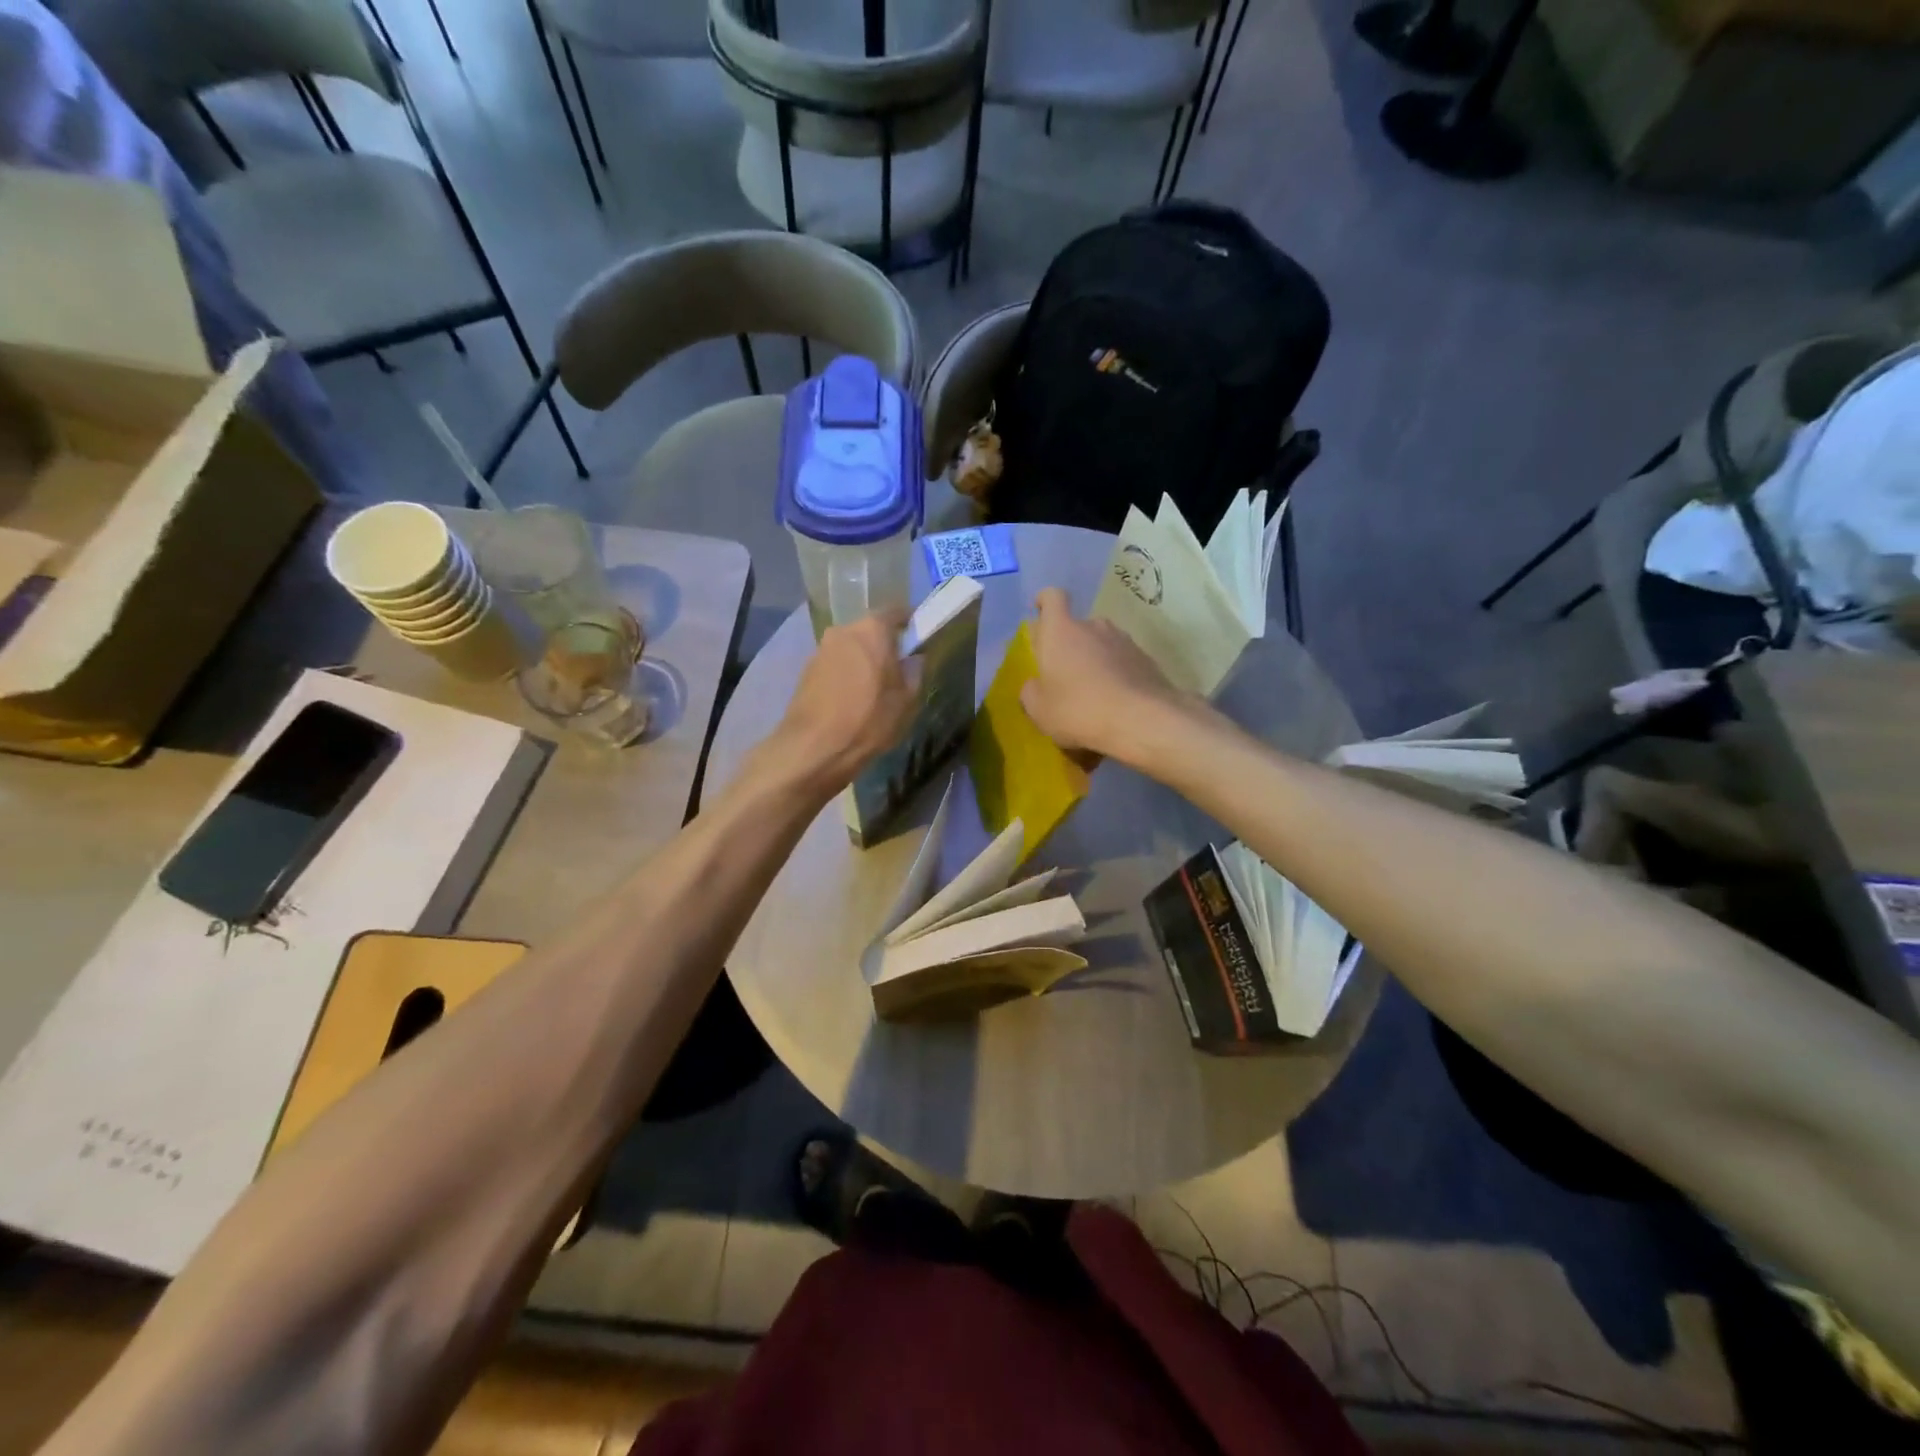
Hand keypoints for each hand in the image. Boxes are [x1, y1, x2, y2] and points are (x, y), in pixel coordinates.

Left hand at [771, 611, 918, 791]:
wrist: (813, 748)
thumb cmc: (868, 720)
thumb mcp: (906, 700)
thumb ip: (914, 672)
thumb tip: (913, 659)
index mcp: (872, 630)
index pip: (896, 612)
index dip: (909, 624)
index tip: (918, 640)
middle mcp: (843, 630)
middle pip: (870, 630)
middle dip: (884, 644)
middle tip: (897, 669)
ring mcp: (821, 649)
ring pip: (850, 647)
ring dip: (862, 660)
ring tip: (873, 688)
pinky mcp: (806, 669)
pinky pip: (835, 663)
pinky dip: (845, 673)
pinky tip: (851, 698)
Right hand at [1019, 588, 1203, 767]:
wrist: (1141, 721)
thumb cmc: (1078, 710)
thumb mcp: (1039, 710)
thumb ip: (1031, 692)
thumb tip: (1035, 685)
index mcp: (1061, 631)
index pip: (1052, 598)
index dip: (1044, 602)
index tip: (1040, 612)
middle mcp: (1093, 627)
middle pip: (1077, 626)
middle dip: (1069, 646)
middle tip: (1064, 675)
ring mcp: (1124, 641)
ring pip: (1102, 644)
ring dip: (1094, 661)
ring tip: (1092, 693)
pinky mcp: (1146, 660)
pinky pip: (1123, 662)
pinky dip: (1116, 675)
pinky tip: (1115, 702)